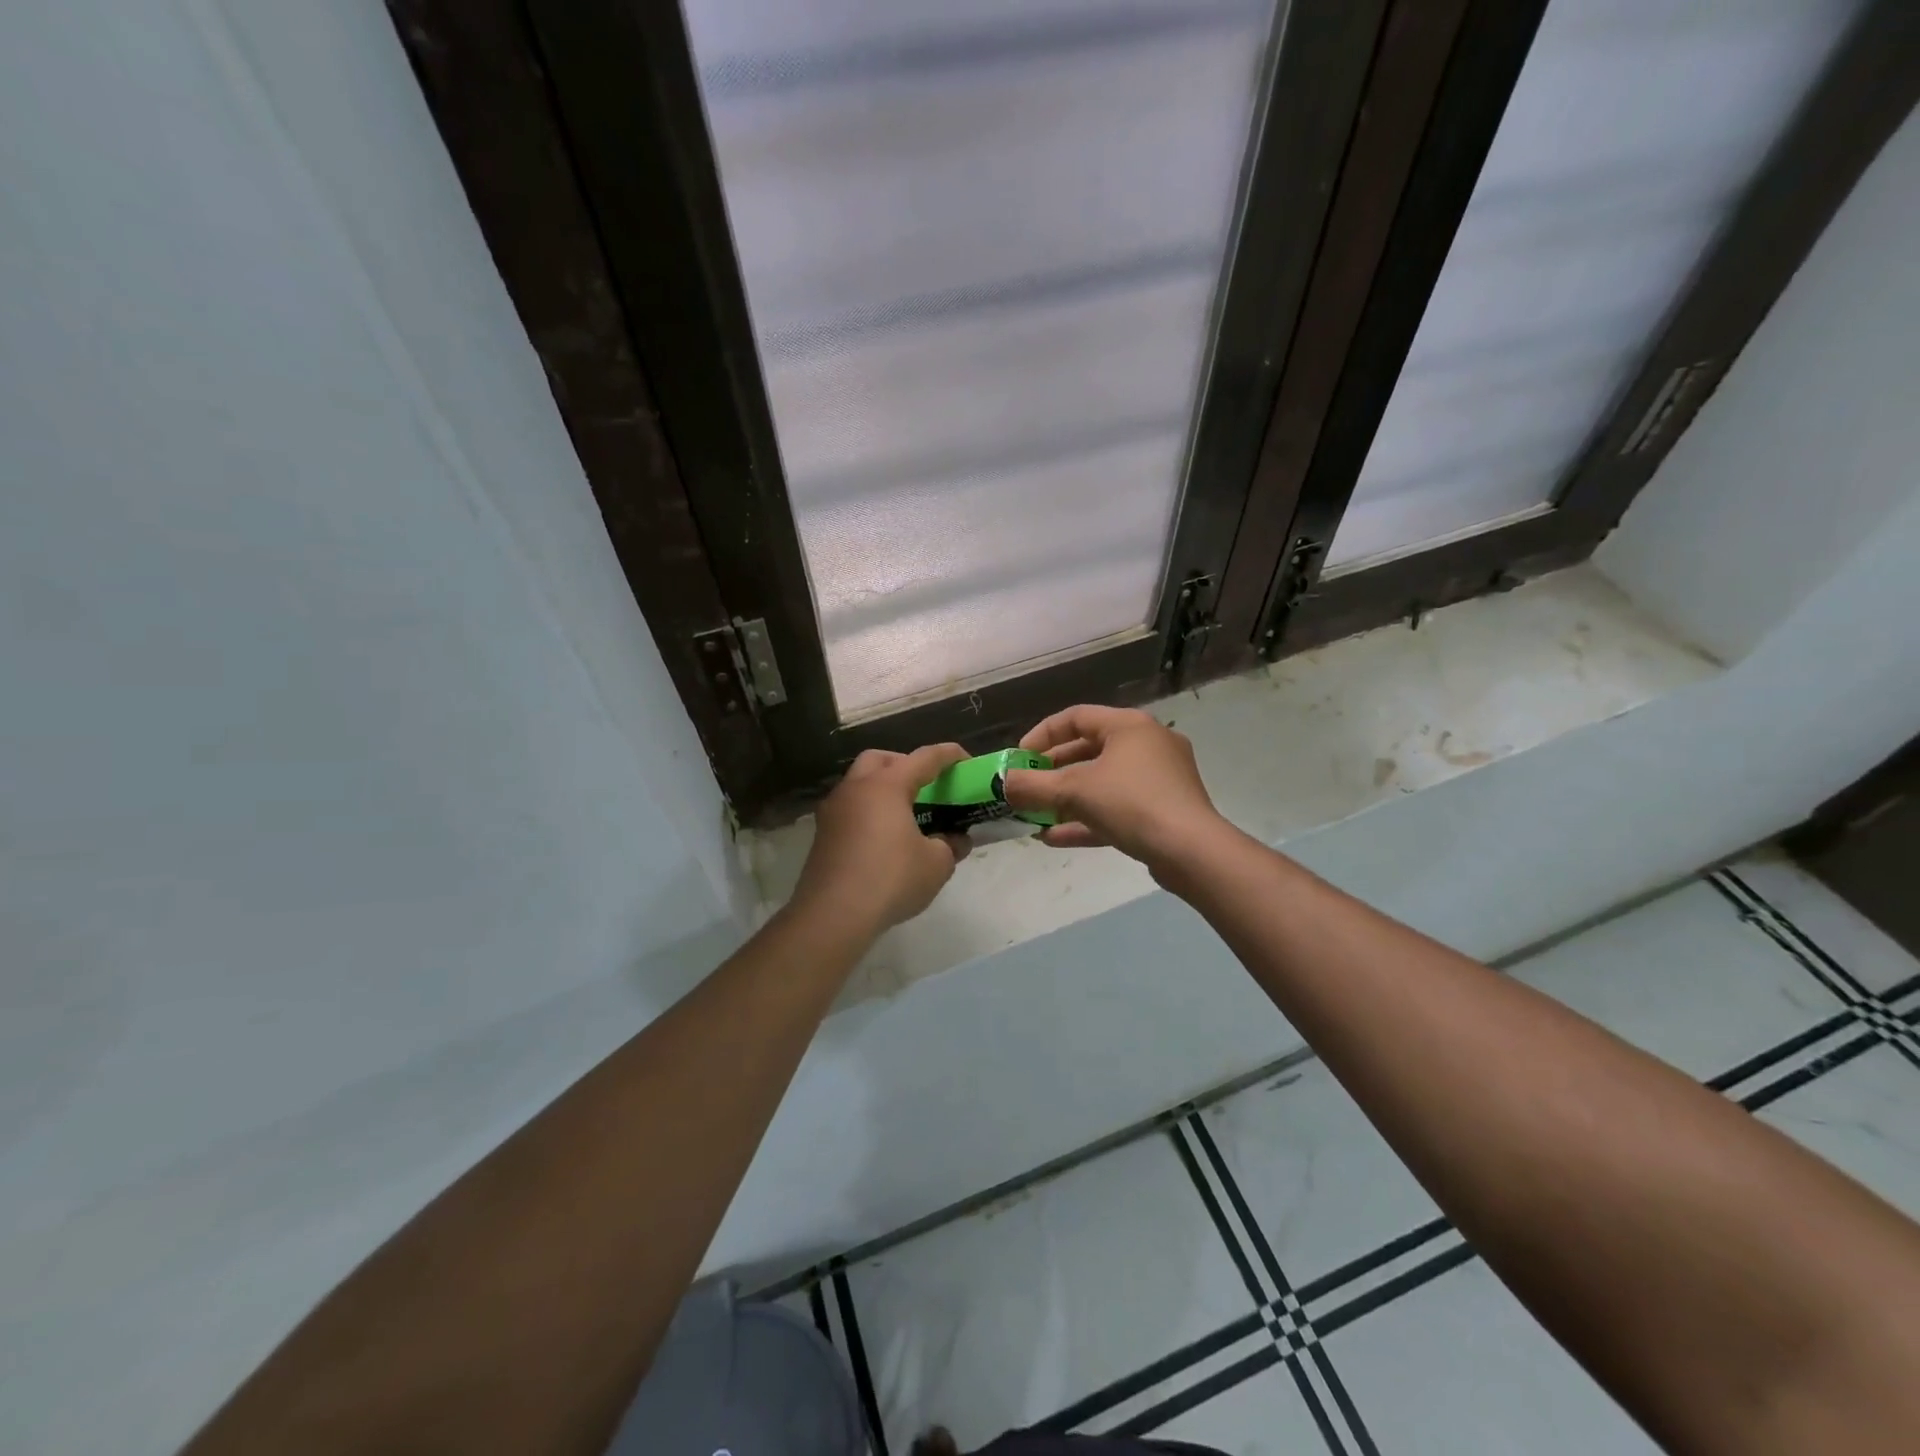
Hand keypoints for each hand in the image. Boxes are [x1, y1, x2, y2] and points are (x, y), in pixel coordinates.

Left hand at [791, 744, 971, 934]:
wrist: (833, 915)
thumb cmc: (891, 879)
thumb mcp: (936, 864)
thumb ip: (951, 845)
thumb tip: (956, 840)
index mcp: (886, 786)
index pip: (923, 758)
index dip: (948, 755)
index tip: (965, 759)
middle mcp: (855, 789)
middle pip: (880, 760)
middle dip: (905, 764)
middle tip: (925, 785)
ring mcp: (833, 811)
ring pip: (859, 783)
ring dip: (882, 789)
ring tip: (905, 814)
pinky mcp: (822, 835)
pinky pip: (849, 809)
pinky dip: (868, 812)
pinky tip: (883, 838)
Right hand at [1002, 706, 1225, 875]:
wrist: (1191, 851)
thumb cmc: (1131, 804)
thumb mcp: (1074, 791)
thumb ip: (1033, 786)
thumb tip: (1003, 784)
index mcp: (1129, 726)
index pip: (1076, 717)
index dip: (1042, 735)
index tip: (1019, 759)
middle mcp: (1147, 744)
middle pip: (1089, 750)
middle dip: (1052, 772)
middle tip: (1027, 788)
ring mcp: (1160, 778)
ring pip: (1102, 782)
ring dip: (1066, 799)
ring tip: (1036, 816)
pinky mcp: (1164, 809)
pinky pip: (1117, 807)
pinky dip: (1087, 818)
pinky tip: (1055, 837)